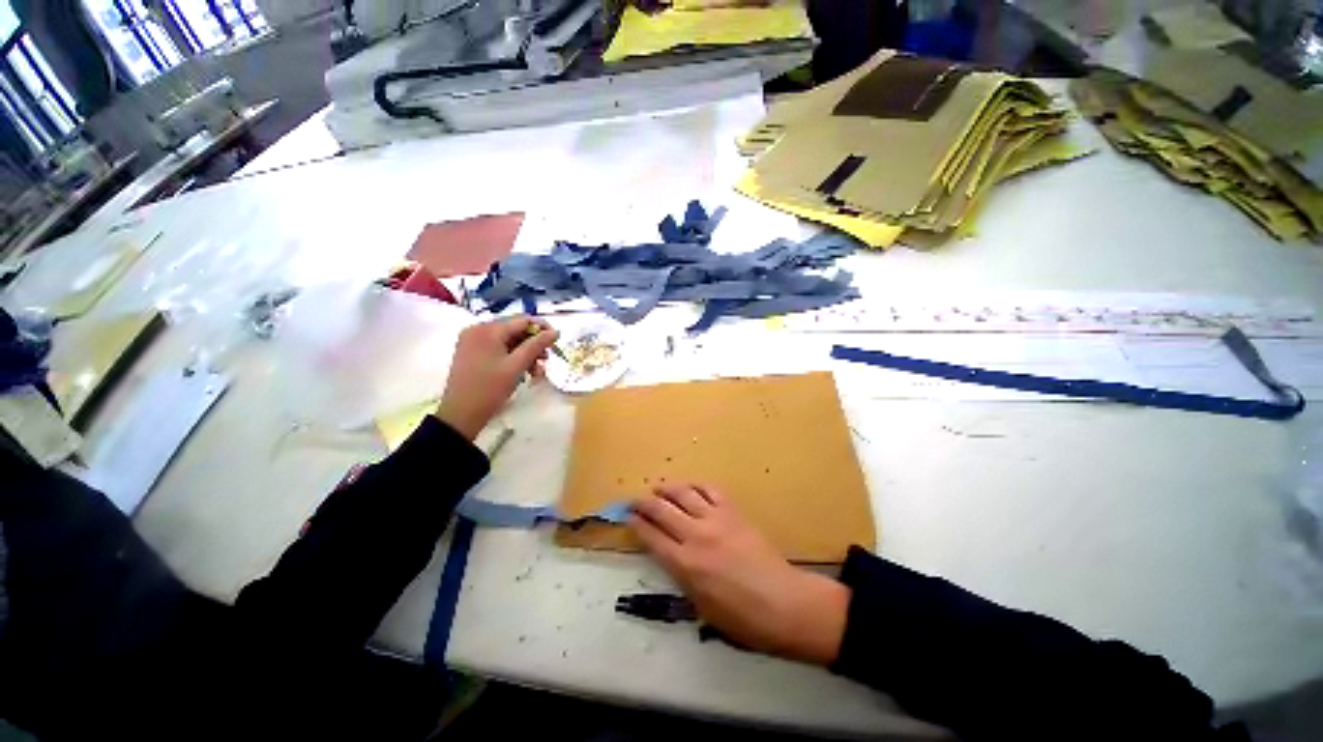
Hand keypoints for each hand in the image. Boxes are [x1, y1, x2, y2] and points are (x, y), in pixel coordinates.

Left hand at [435, 317, 558, 439]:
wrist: (460, 415)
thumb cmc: (490, 389)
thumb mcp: (516, 366)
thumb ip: (536, 345)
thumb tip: (555, 332)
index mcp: (487, 330)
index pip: (522, 320)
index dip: (542, 328)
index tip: (557, 341)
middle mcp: (478, 330)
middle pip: (515, 330)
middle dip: (533, 344)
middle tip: (546, 360)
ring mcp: (473, 341)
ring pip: (509, 341)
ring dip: (526, 353)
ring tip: (536, 371)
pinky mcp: (472, 353)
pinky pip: (499, 348)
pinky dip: (513, 357)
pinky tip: (523, 372)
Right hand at [630, 484, 848, 664]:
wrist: (783, 603)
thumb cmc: (741, 618)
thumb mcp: (701, 607)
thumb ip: (682, 577)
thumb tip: (671, 557)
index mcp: (684, 564)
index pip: (651, 536)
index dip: (637, 524)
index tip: (628, 517)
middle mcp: (696, 536)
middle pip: (662, 510)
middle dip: (644, 503)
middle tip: (634, 500)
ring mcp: (716, 519)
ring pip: (684, 494)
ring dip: (667, 488)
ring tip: (657, 487)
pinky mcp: (733, 512)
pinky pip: (711, 490)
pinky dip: (697, 486)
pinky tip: (691, 487)